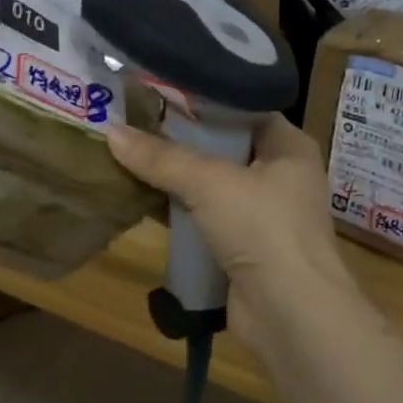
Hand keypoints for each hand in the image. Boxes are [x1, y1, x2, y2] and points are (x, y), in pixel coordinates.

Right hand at [106, 115, 357, 348]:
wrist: (291, 315)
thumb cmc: (263, 228)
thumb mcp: (209, 182)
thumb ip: (161, 157)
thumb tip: (111, 132)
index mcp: (288, 146)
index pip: (244, 107)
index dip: (204, 98)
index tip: (161, 88)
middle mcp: (280, 175)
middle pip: (223, 146)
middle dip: (181, 139)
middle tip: (136, 118)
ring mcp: (264, 214)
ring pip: (211, 184)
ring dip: (176, 176)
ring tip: (129, 152)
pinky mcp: (245, 247)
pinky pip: (205, 218)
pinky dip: (179, 210)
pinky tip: (141, 197)